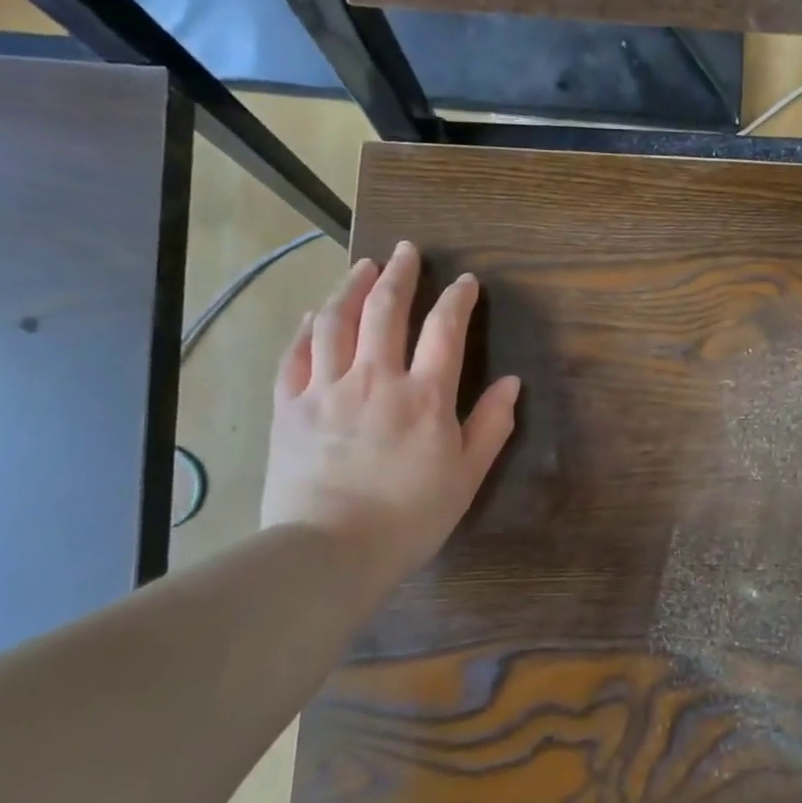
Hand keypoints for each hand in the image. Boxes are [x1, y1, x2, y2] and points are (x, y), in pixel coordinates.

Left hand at [261, 243, 520, 582]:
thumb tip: (512, 383)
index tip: (466, 281)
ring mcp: (326, 390)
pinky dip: (306, 328)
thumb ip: (491, 425)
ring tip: (363, 266)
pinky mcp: (289, 408)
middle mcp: (375, 379)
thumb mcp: (466, 475)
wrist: (330, 551)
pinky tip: (314, 314)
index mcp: (424, 395)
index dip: (457, 299)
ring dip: (352, 287)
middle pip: (386, 310)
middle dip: (400, 274)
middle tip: (407, 250)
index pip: (445, 330)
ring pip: (336, 322)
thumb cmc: (409, 517)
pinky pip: (295, 355)